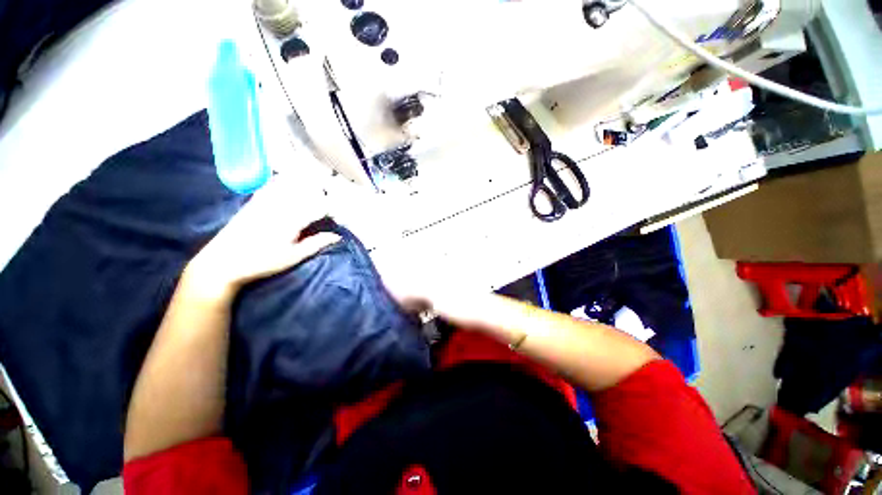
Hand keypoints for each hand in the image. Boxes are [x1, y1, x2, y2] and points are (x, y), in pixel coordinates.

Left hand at [184, 175, 339, 296]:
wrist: (222, 262)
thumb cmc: (261, 262)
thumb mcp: (293, 257)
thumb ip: (316, 244)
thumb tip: (337, 236)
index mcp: (291, 221)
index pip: (319, 207)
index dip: (332, 209)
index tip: (338, 215)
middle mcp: (280, 206)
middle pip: (307, 191)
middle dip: (321, 193)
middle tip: (329, 199)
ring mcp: (265, 201)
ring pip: (290, 185)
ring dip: (305, 184)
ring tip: (315, 186)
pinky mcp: (254, 201)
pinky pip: (272, 185)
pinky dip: (284, 180)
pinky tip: (290, 179)